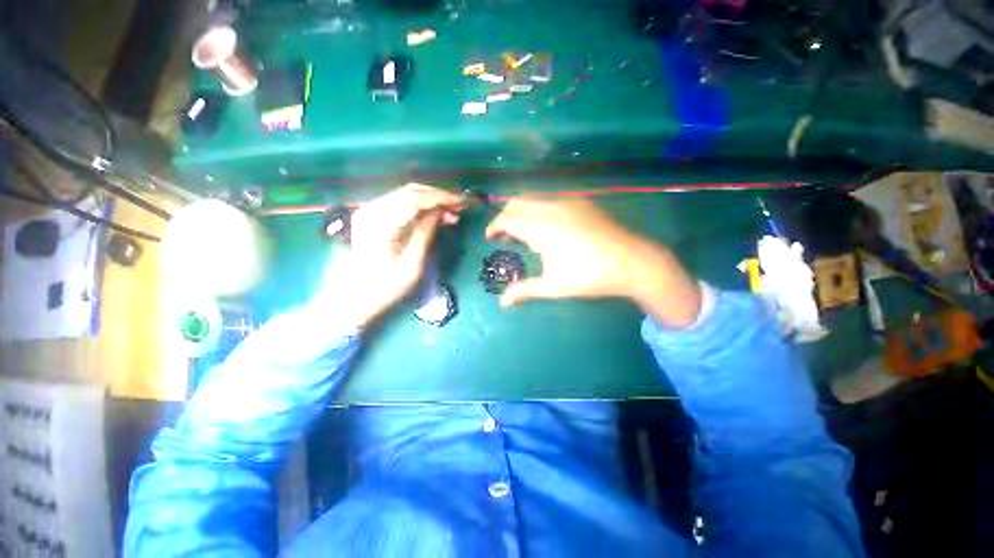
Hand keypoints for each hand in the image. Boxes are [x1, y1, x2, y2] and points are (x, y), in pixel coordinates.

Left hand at [318, 184, 465, 328]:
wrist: (353, 297)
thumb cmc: (385, 286)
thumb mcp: (412, 264)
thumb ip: (426, 232)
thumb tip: (442, 211)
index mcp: (381, 223)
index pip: (415, 199)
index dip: (442, 197)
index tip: (462, 202)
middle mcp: (372, 209)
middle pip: (411, 191)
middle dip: (438, 197)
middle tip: (460, 207)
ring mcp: (369, 210)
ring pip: (406, 194)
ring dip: (430, 201)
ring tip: (450, 213)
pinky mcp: (372, 215)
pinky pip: (400, 203)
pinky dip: (420, 206)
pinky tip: (433, 215)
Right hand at [485, 195, 701, 327]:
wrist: (632, 262)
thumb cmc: (589, 276)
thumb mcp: (553, 287)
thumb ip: (524, 291)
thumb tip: (502, 303)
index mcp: (542, 228)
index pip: (507, 219)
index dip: (494, 227)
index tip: (490, 238)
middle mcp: (551, 208)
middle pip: (517, 202)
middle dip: (505, 216)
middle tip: (505, 236)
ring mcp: (568, 201)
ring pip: (533, 197)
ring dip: (521, 211)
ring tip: (524, 231)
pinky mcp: (580, 201)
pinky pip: (549, 198)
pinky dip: (538, 208)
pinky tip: (546, 225)